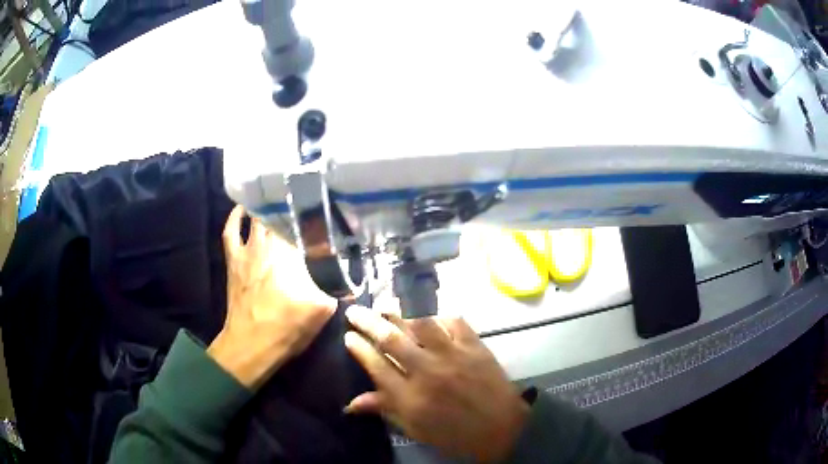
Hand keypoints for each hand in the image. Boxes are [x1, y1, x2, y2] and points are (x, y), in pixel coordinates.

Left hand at [207, 205, 337, 389]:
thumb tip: (350, 278)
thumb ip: (336, 288)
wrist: (251, 344)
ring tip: (280, 200)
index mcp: (292, 254)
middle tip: (306, 203)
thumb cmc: (287, 328)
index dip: (317, 217)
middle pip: (281, 215)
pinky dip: (235, 217)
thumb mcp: (322, 310)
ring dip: (269, 208)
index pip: (306, 226)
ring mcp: (248, 249)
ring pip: (258, 218)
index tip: (328, 212)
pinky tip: (243, 208)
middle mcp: (270, 245)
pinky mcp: (233, 259)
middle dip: (293, 207)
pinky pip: (231, 230)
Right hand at [344, 306, 529, 461]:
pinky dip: (439, 318)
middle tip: (355, 310)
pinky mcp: (475, 347)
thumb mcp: (415, 429)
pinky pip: (453, 322)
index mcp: (410, 397)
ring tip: (387, 309)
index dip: (358, 348)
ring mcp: (453, 356)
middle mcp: (427, 371)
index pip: (375, 365)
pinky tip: (430, 320)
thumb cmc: (455, 435)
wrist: (501, 429)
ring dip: (400, 314)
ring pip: (420, 323)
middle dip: (368, 321)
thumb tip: (350, 404)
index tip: (348, 336)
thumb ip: (385, 410)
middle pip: (391, 338)